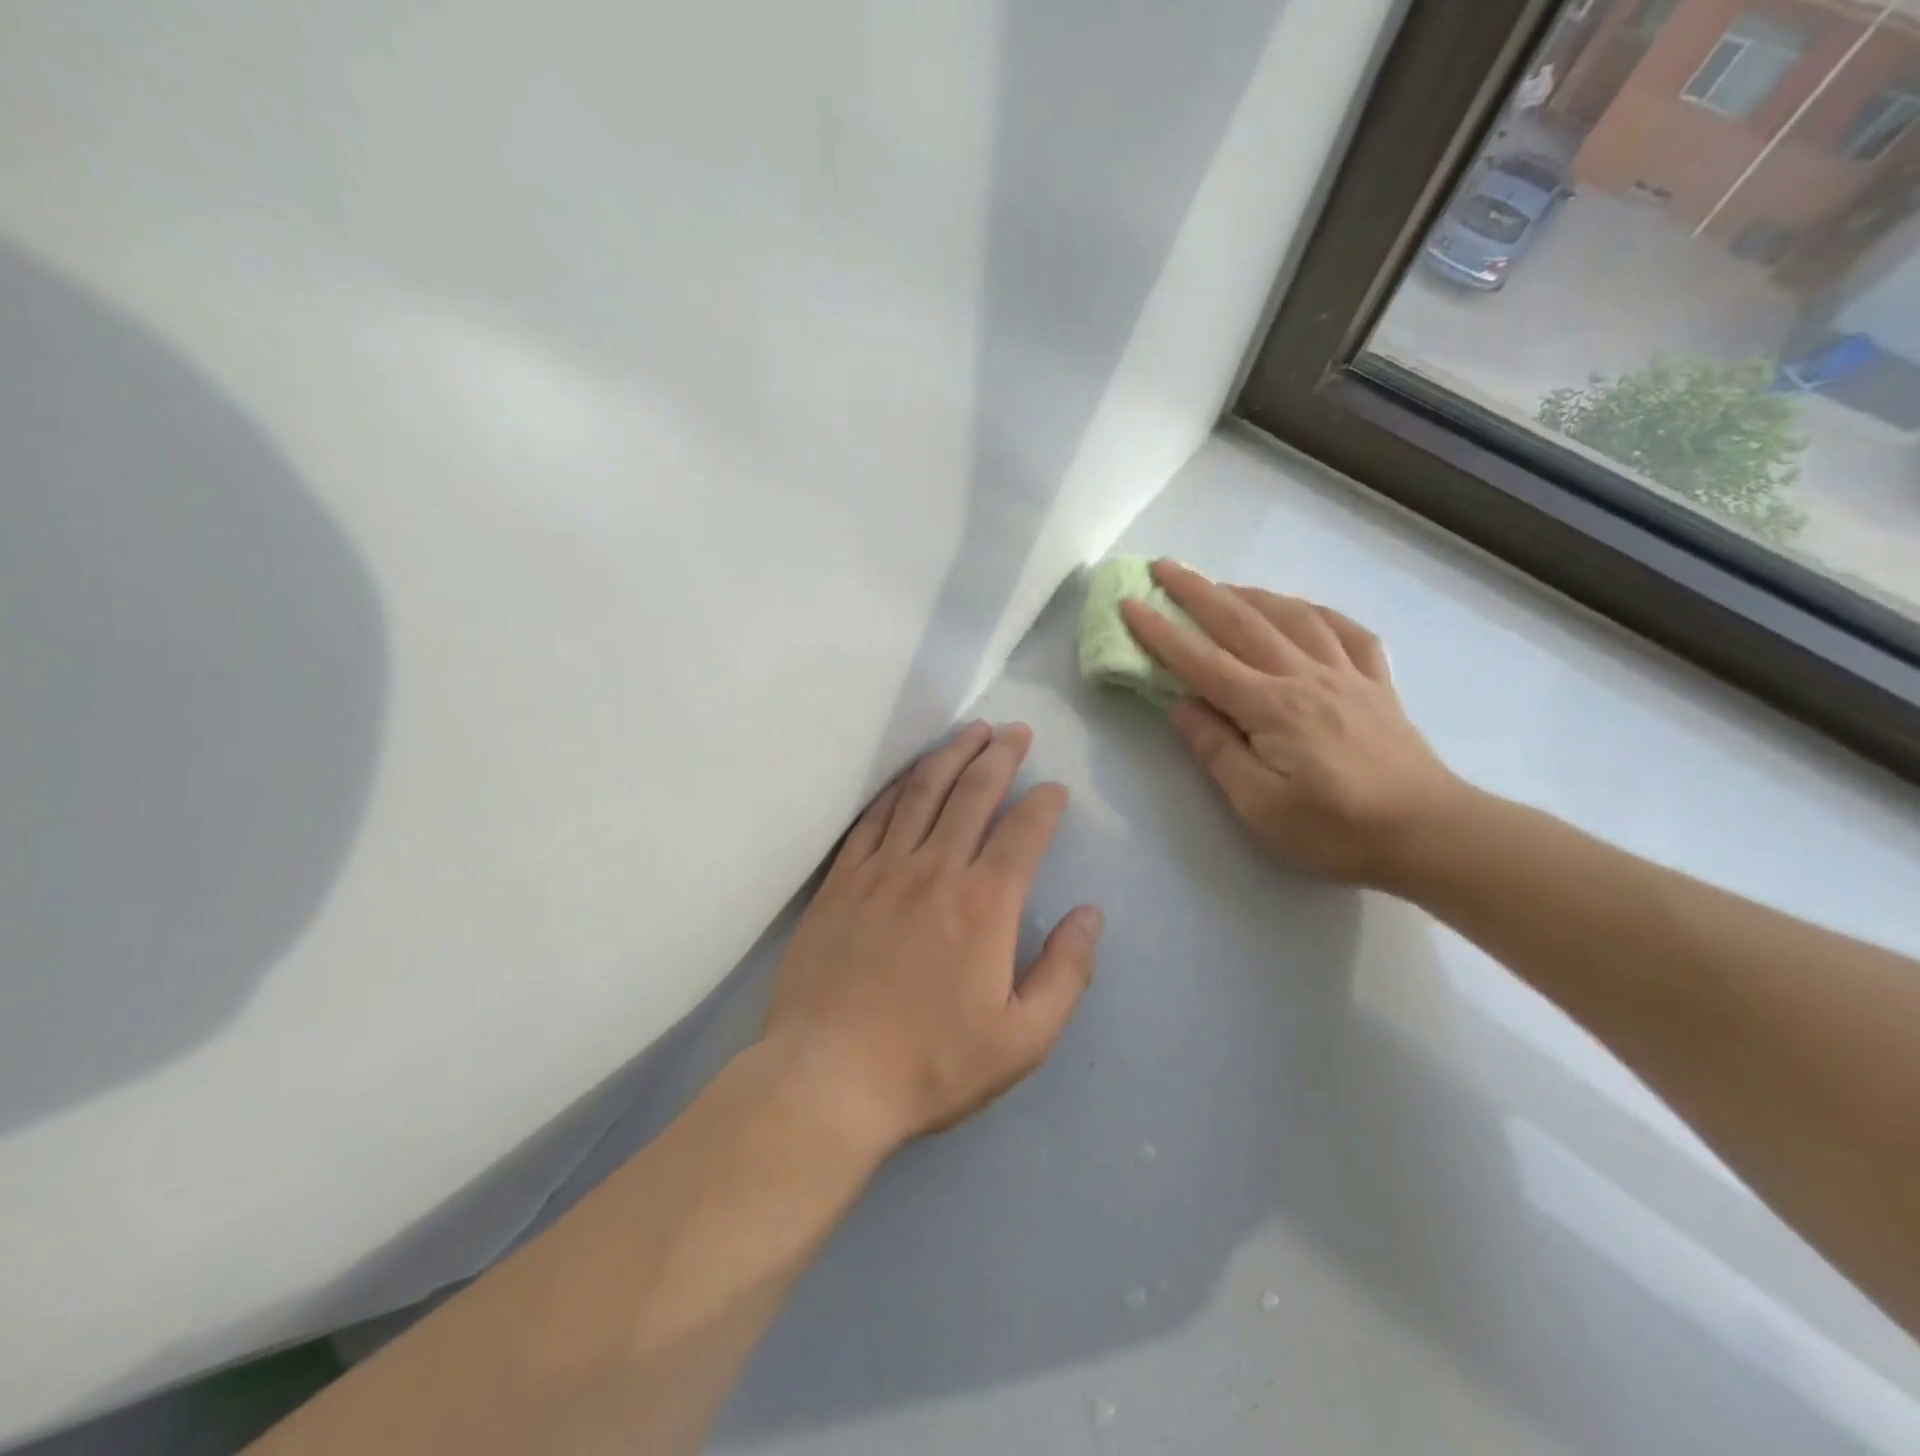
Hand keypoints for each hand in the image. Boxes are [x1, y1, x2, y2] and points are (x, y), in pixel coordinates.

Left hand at [764, 722, 1101, 1153]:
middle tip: (1016, 732)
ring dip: (950, 756)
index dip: (1044, 803)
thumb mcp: (1023, 1039)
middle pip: (973, 794)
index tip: (1055, 789)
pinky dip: (895, 789)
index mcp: (984, 904)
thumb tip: (1090, 915)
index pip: (1023, 832)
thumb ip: (1066, 973)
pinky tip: (907, 776)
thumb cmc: (931, 1064)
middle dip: (1000, 756)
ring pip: (922, 793)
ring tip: (971, 732)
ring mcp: (881, 869)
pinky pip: (872, 818)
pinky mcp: (841, 880)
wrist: (828, 1078)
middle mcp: (935, 870)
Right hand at [1120, 561, 1463, 888]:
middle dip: (1198, 592)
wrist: (1430, 834)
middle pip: (1243, 622)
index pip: (1201, 661)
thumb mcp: (1259, 805)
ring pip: (1293, 616)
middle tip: (1164, 567)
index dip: (1160, 632)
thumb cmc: (1335, 829)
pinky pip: (1348, 633)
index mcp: (1270, 706)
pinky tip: (1304, 610)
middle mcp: (1304, 676)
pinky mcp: (1377, 685)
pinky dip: (1319, 613)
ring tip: (1223, 585)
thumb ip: (1216, 750)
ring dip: (1252, 594)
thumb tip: (1180, 706)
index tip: (1129, 604)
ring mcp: (1346, 675)